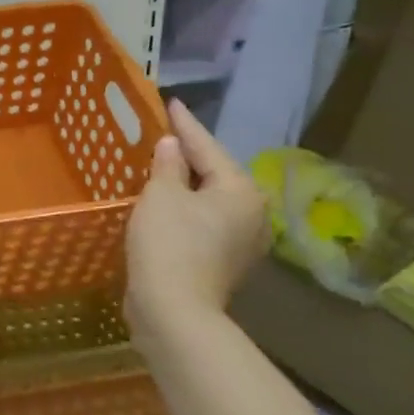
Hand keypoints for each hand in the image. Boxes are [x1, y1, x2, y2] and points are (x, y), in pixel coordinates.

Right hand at [124, 99, 267, 334]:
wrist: (174, 311)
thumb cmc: (169, 244)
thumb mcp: (161, 195)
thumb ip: (167, 165)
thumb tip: (172, 145)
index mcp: (240, 190)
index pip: (207, 146)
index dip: (185, 124)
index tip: (171, 103)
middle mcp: (252, 213)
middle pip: (215, 173)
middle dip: (189, 155)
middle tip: (163, 134)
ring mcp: (242, 241)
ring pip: (211, 200)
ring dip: (187, 184)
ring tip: (161, 166)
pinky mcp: (225, 262)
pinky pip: (206, 221)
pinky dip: (187, 208)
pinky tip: (166, 203)